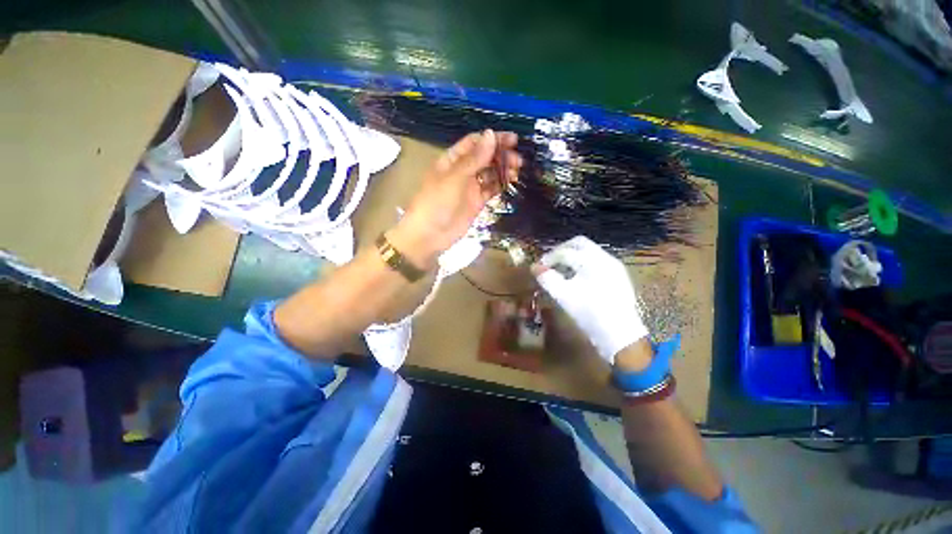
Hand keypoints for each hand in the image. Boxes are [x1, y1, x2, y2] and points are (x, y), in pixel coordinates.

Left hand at [388, 130, 521, 268]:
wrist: (430, 235)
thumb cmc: (437, 202)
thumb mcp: (454, 177)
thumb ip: (474, 158)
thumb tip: (491, 134)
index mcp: (452, 160)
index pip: (474, 143)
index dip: (492, 139)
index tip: (512, 140)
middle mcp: (462, 171)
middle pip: (484, 157)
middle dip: (501, 155)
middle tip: (518, 160)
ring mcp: (470, 188)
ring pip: (490, 173)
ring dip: (503, 170)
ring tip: (517, 171)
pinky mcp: (476, 202)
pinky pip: (490, 189)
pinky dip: (500, 185)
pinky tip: (511, 182)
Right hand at [532, 236, 647, 364]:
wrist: (621, 335)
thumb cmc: (590, 314)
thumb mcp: (564, 297)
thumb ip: (548, 279)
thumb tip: (535, 268)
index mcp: (593, 261)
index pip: (565, 252)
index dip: (548, 258)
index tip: (538, 268)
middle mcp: (605, 258)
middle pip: (579, 243)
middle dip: (562, 250)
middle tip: (549, 262)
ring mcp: (614, 266)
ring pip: (589, 251)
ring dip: (572, 257)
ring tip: (561, 270)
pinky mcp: (618, 276)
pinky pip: (597, 261)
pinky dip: (583, 264)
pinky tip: (577, 278)